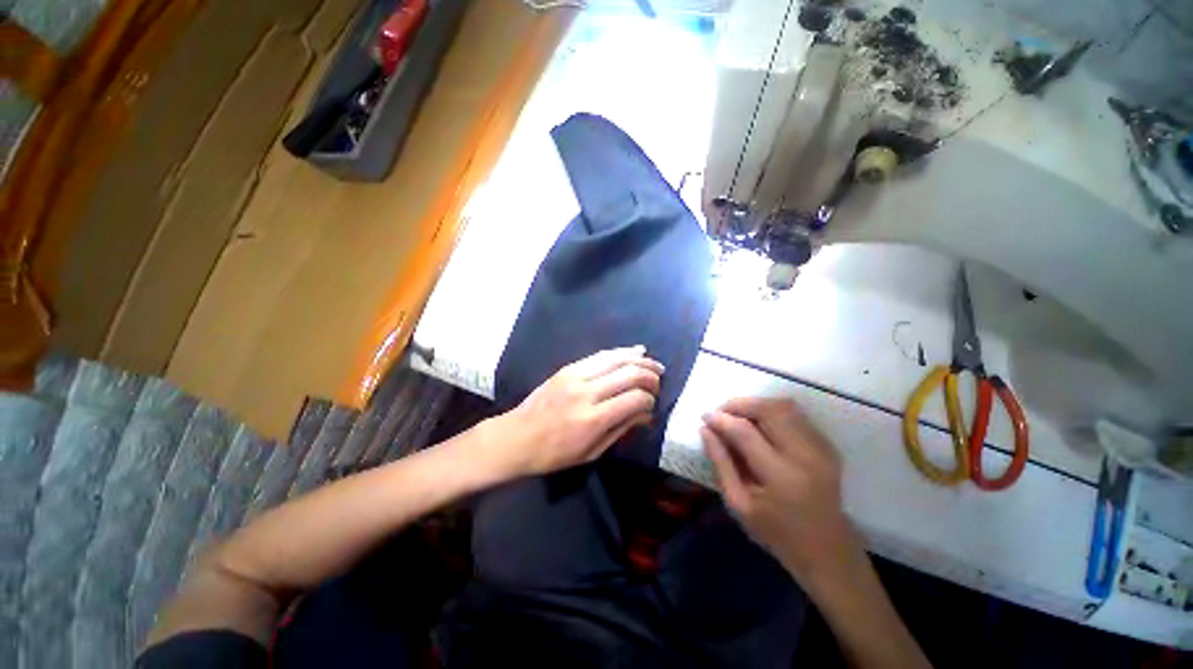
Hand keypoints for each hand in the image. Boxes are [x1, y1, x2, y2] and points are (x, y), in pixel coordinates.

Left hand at [486, 346, 662, 477]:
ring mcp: (576, 376)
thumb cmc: (555, 453)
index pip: (635, 399)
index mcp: (593, 419)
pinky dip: (620, 352)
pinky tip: (634, 352)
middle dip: (650, 376)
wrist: (517, 437)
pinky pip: (600, 355)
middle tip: (659, 380)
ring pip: (616, 359)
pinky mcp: (568, 368)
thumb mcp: (592, 452)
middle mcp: (587, 392)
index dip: (650, 400)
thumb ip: (621, 429)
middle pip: (629, 374)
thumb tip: (646, 414)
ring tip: (653, 363)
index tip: (652, 405)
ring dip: (639, 359)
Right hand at [701, 397, 862, 586]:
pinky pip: (795, 415)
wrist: (827, 550)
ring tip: (738, 416)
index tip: (705, 416)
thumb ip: (720, 463)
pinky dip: (772, 412)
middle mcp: (805, 456)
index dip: (722, 420)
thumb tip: (705, 429)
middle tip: (721, 413)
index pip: (746, 433)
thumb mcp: (738, 504)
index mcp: (781, 477)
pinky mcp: (827, 446)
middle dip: (740, 404)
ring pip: (785, 406)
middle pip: (770, 410)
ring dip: (756, 405)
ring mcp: (821, 449)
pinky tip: (760, 425)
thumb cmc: (776, 532)